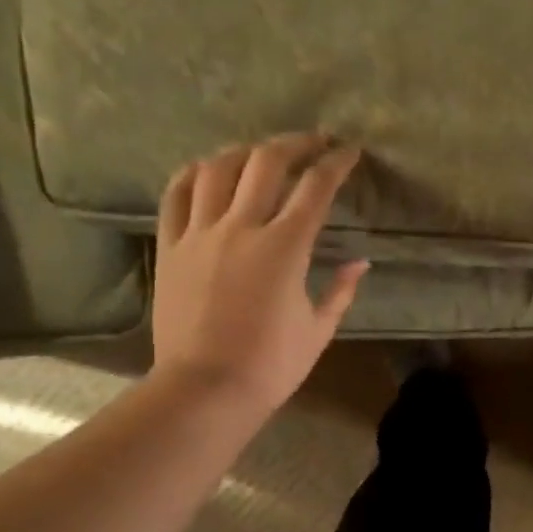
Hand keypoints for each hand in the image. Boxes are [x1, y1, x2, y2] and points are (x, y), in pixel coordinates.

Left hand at [150, 133, 368, 416]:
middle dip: (295, 143)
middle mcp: (241, 227)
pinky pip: (176, 194)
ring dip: (245, 151)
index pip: (315, 188)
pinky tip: (207, 170)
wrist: (206, 389)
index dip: (336, 163)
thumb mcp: (319, 329)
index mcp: (285, 248)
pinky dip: (194, 173)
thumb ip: (341, 290)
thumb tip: (361, 263)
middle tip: (313, 142)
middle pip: (266, 162)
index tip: (349, 152)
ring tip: (261, 154)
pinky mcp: (171, 247)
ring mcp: (200, 234)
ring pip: (218, 168)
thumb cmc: (271, 365)